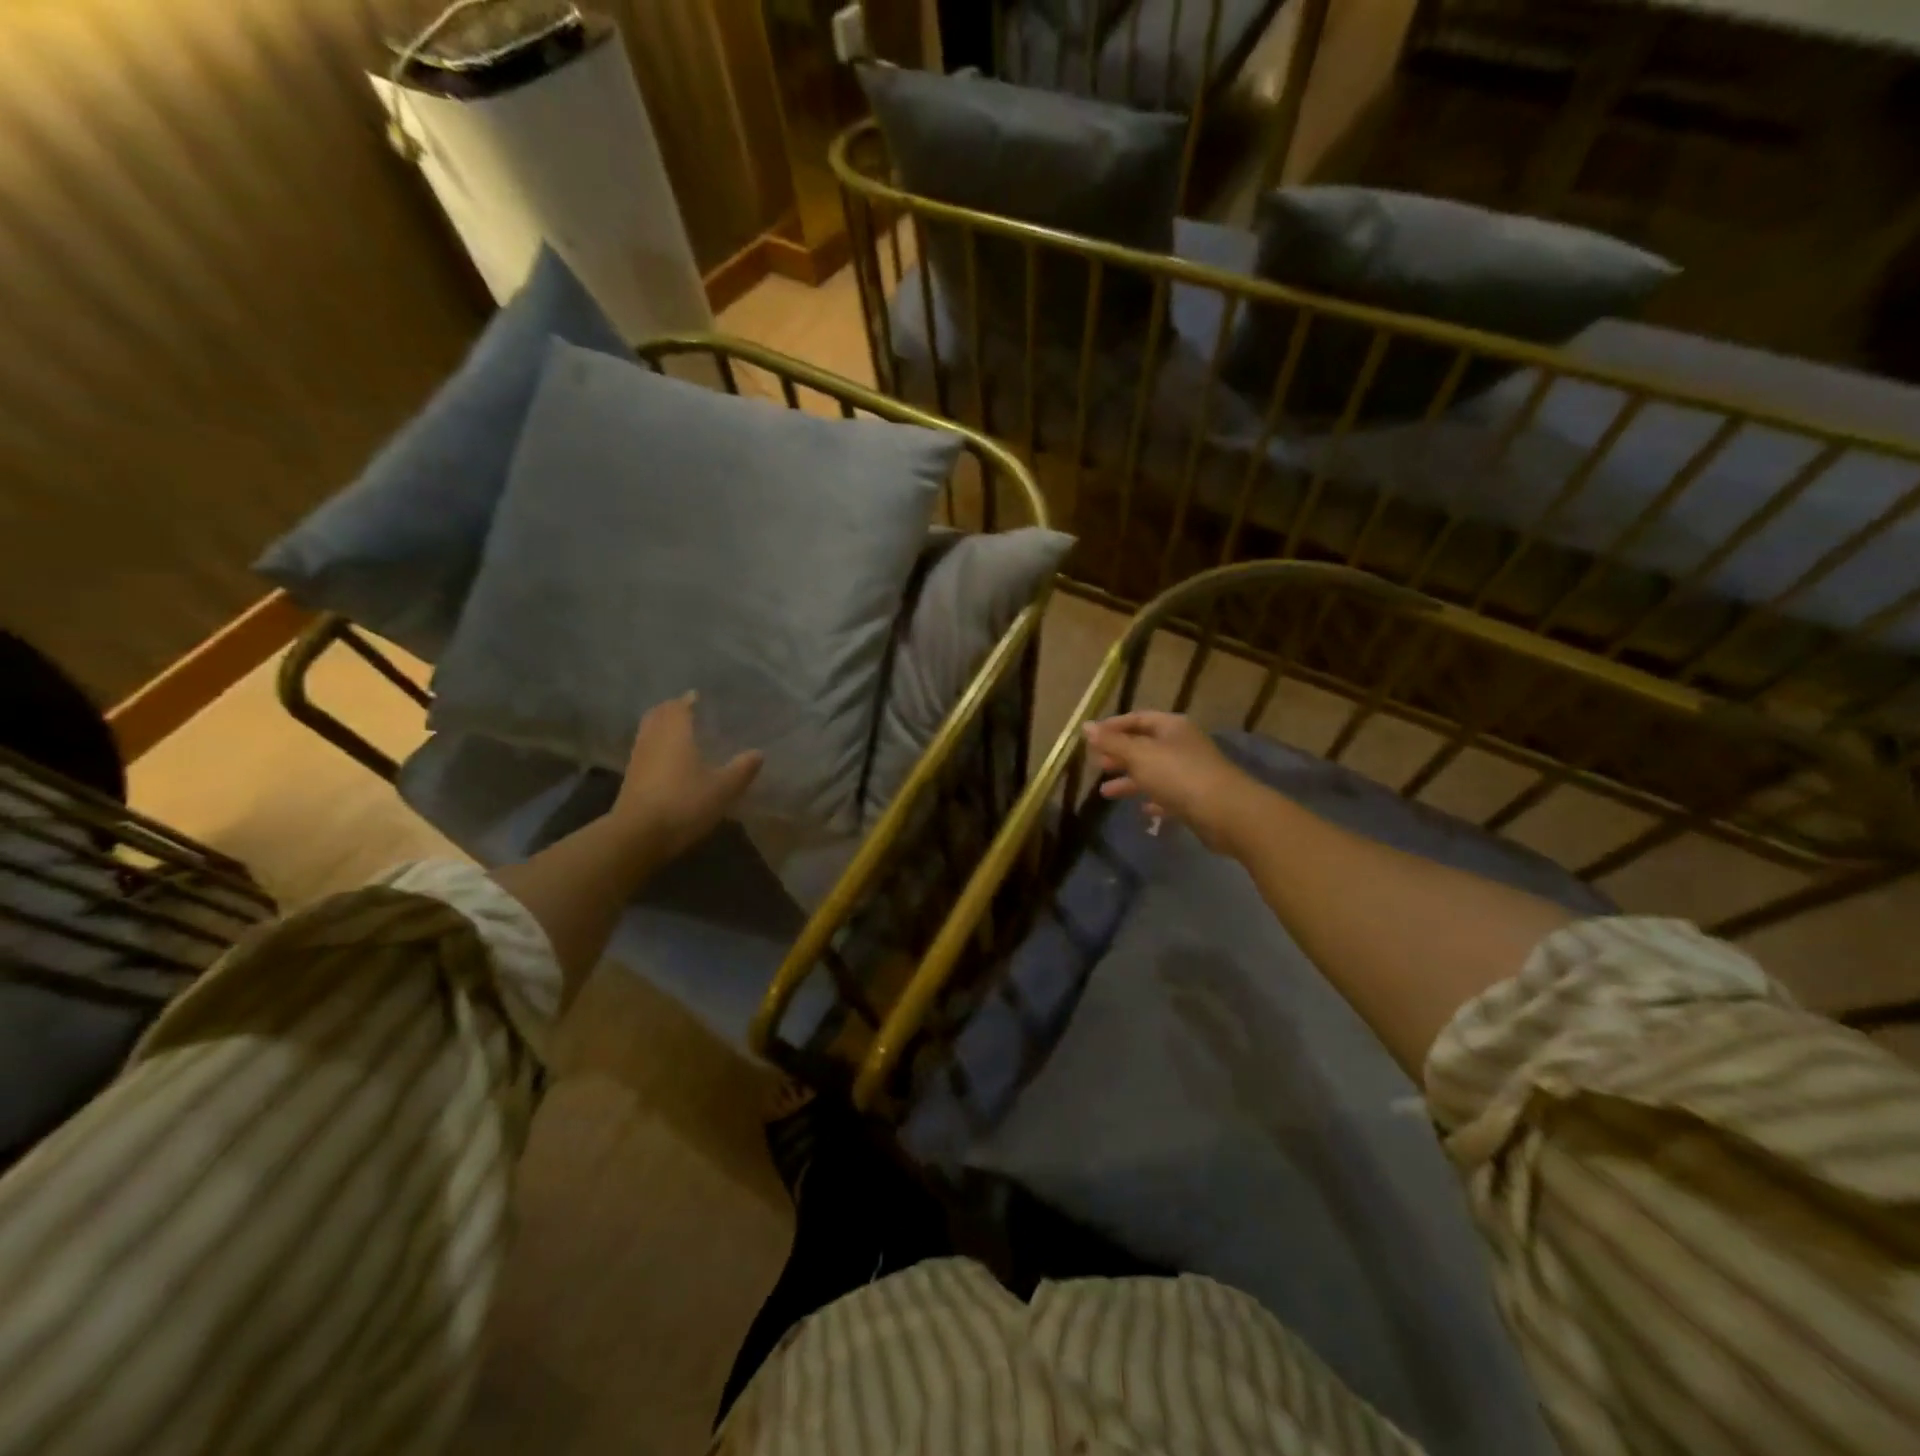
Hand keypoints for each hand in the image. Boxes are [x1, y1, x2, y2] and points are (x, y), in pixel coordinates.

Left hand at [609, 693, 762, 863]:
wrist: (638, 836)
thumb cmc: (684, 803)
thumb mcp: (723, 788)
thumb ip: (741, 769)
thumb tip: (758, 753)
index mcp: (676, 732)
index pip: (679, 706)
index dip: (688, 700)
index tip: (698, 697)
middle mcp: (653, 739)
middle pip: (658, 715)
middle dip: (671, 709)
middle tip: (687, 710)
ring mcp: (638, 759)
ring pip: (648, 732)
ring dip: (660, 727)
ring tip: (678, 732)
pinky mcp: (630, 779)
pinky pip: (644, 751)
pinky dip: (655, 747)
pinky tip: (667, 760)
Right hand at [1082, 711, 1257, 853]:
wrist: (1226, 812)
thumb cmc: (1178, 775)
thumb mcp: (1139, 755)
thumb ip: (1111, 742)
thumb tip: (1085, 726)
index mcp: (1171, 727)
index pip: (1138, 718)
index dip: (1113, 726)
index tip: (1090, 738)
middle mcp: (1182, 745)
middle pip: (1145, 745)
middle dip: (1120, 754)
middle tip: (1096, 764)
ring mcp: (1190, 772)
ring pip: (1153, 772)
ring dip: (1130, 780)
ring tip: (1105, 793)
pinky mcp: (1195, 798)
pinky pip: (1168, 795)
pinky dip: (1153, 799)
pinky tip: (1142, 810)